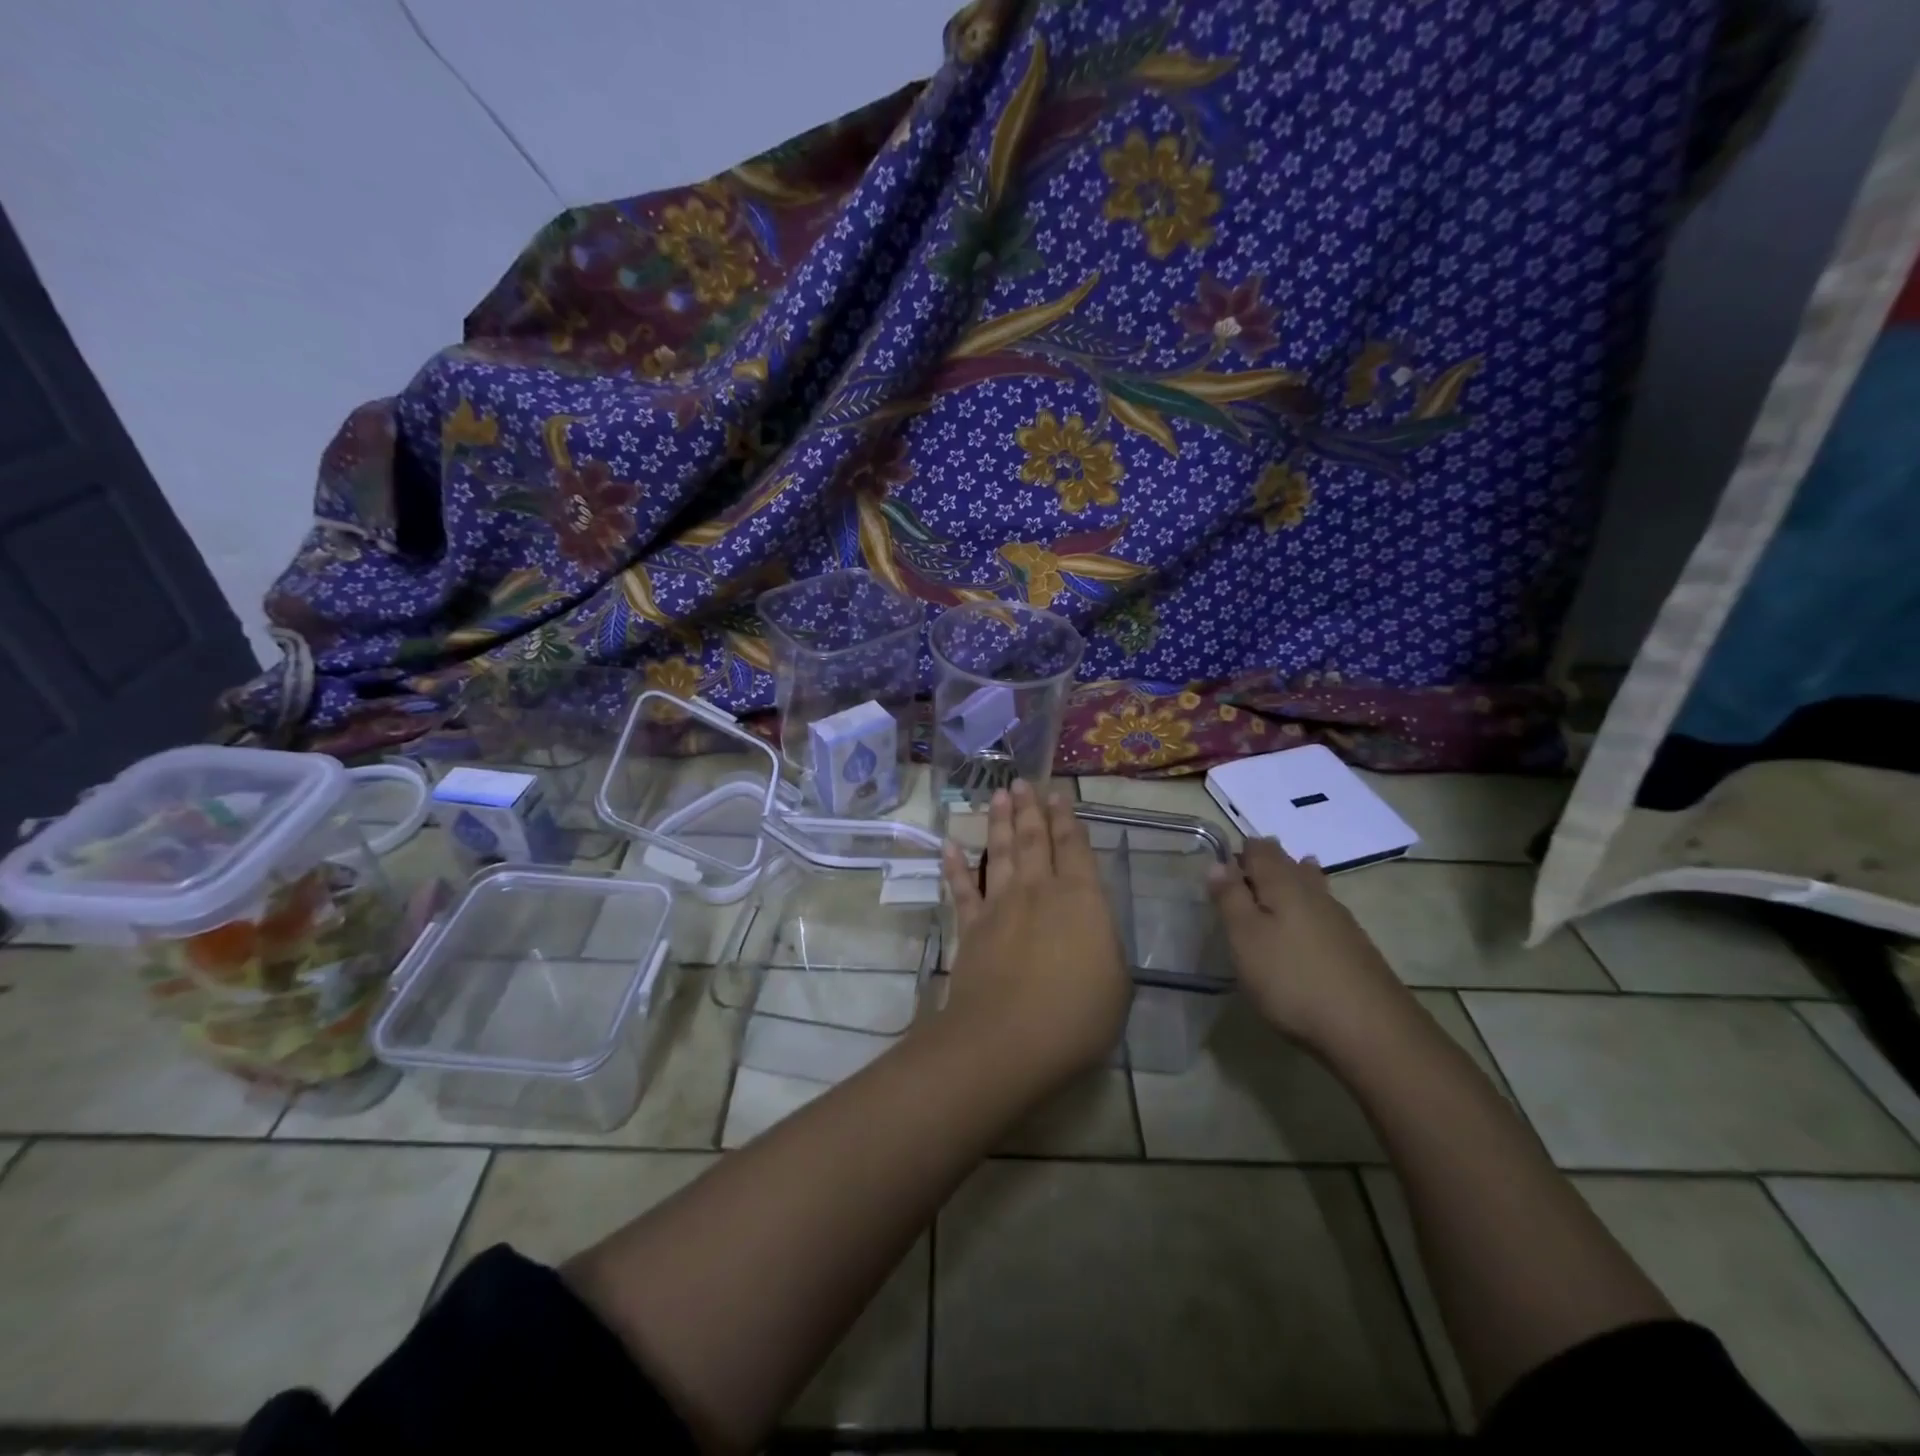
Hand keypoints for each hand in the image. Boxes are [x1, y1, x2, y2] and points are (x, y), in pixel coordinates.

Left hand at [940, 781, 1130, 1079]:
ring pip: (1001, 852)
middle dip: (1029, 809)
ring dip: (999, 822)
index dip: (1066, 819)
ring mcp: (1001, 905)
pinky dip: (954, 866)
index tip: (1057, 794)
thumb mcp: (1116, 982)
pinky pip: (962, 889)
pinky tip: (949, 845)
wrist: (1010, 1038)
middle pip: (1034, 840)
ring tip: (998, 795)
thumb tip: (1093, 927)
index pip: (1075, 848)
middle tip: (1022, 782)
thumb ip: (1104, 943)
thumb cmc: (1078, 1015)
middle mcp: (1040, 890)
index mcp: (1082, 899)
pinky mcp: (971, 927)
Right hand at [1206, 838, 1411, 1055]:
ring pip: (1310, 885)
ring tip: (1279, 884)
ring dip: (1292, 881)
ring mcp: (1340, 919)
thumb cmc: (1292, 978)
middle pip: (1288, 863)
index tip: (1223, 865)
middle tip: (1246, 872)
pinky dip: (1309, 908)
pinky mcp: (1355, 946)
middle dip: (1268, 861)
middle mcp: (1314, 892)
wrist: (1370, 1030)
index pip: (1260, 850)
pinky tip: (1307, 925)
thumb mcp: (1245, 938)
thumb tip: (1218, 863)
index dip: (1240, 851)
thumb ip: (1230, 898)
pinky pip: (1324, 912)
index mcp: (1283, 883)